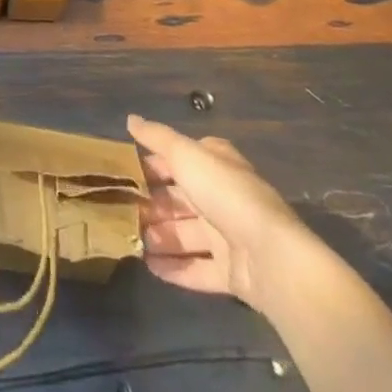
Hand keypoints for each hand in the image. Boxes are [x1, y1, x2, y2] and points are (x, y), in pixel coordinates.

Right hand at [128, 114, 307, 309]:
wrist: (271, 258)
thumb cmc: (226, 194)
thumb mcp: (186, 155)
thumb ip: (157, 137)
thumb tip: (131, 119)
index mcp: (216, 165)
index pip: (180, 159)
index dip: (154, 163)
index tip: (124, 170)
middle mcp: (222, 197)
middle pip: (180, 198)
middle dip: (152, 203)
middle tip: (120, 208)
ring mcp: (228, 237)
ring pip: (186, 234)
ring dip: (159, 236)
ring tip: (130, 238)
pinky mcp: (231, 273)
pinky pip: (197, 269)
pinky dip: (174, 268)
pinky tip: (148, 265)